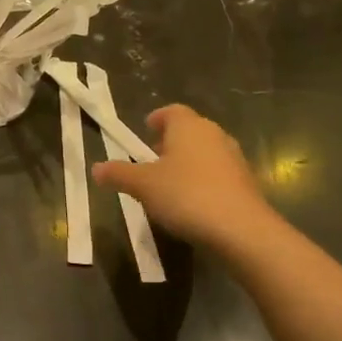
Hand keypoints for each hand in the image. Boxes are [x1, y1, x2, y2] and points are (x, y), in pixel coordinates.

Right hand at [93, 105, 274, 253]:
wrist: (240, 229)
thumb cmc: (186, 195)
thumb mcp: (143, 186)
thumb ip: (119, 174)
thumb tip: (96, 168)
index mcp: (189, 126)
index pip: (172, 112)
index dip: (157, 119)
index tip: (146, 130)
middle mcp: (214, 134)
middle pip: (189, 131)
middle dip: (170, 143)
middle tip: (152, 160)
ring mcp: (234, 158)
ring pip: (205, 152)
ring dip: (187, 163)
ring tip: (169, 184)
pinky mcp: (245, 182)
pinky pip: (217, 174)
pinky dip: (202, 181)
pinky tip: (191, 203)